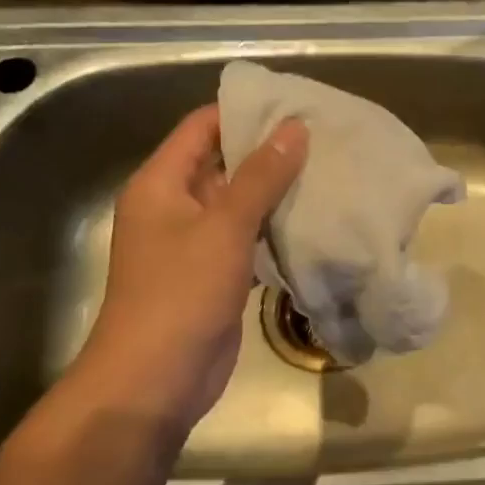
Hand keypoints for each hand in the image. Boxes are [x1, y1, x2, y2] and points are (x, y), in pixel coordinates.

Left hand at [69, 104, 306, 440]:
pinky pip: (248, 239)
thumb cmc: (181, 293)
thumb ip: (261, 176)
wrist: (157, 378)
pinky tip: (314, 221)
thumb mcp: (224, 227)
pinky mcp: (216, 275)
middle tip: (324, 139)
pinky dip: (275, 229)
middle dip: (269, 152)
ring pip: (240, 204)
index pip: (202, 127)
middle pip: (223, 164)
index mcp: (160, 183)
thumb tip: (295, 127)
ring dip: (276, 192)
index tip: (295, 105)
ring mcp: (195, 244)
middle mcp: (174, 207)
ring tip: (328, 172)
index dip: (244, 112)